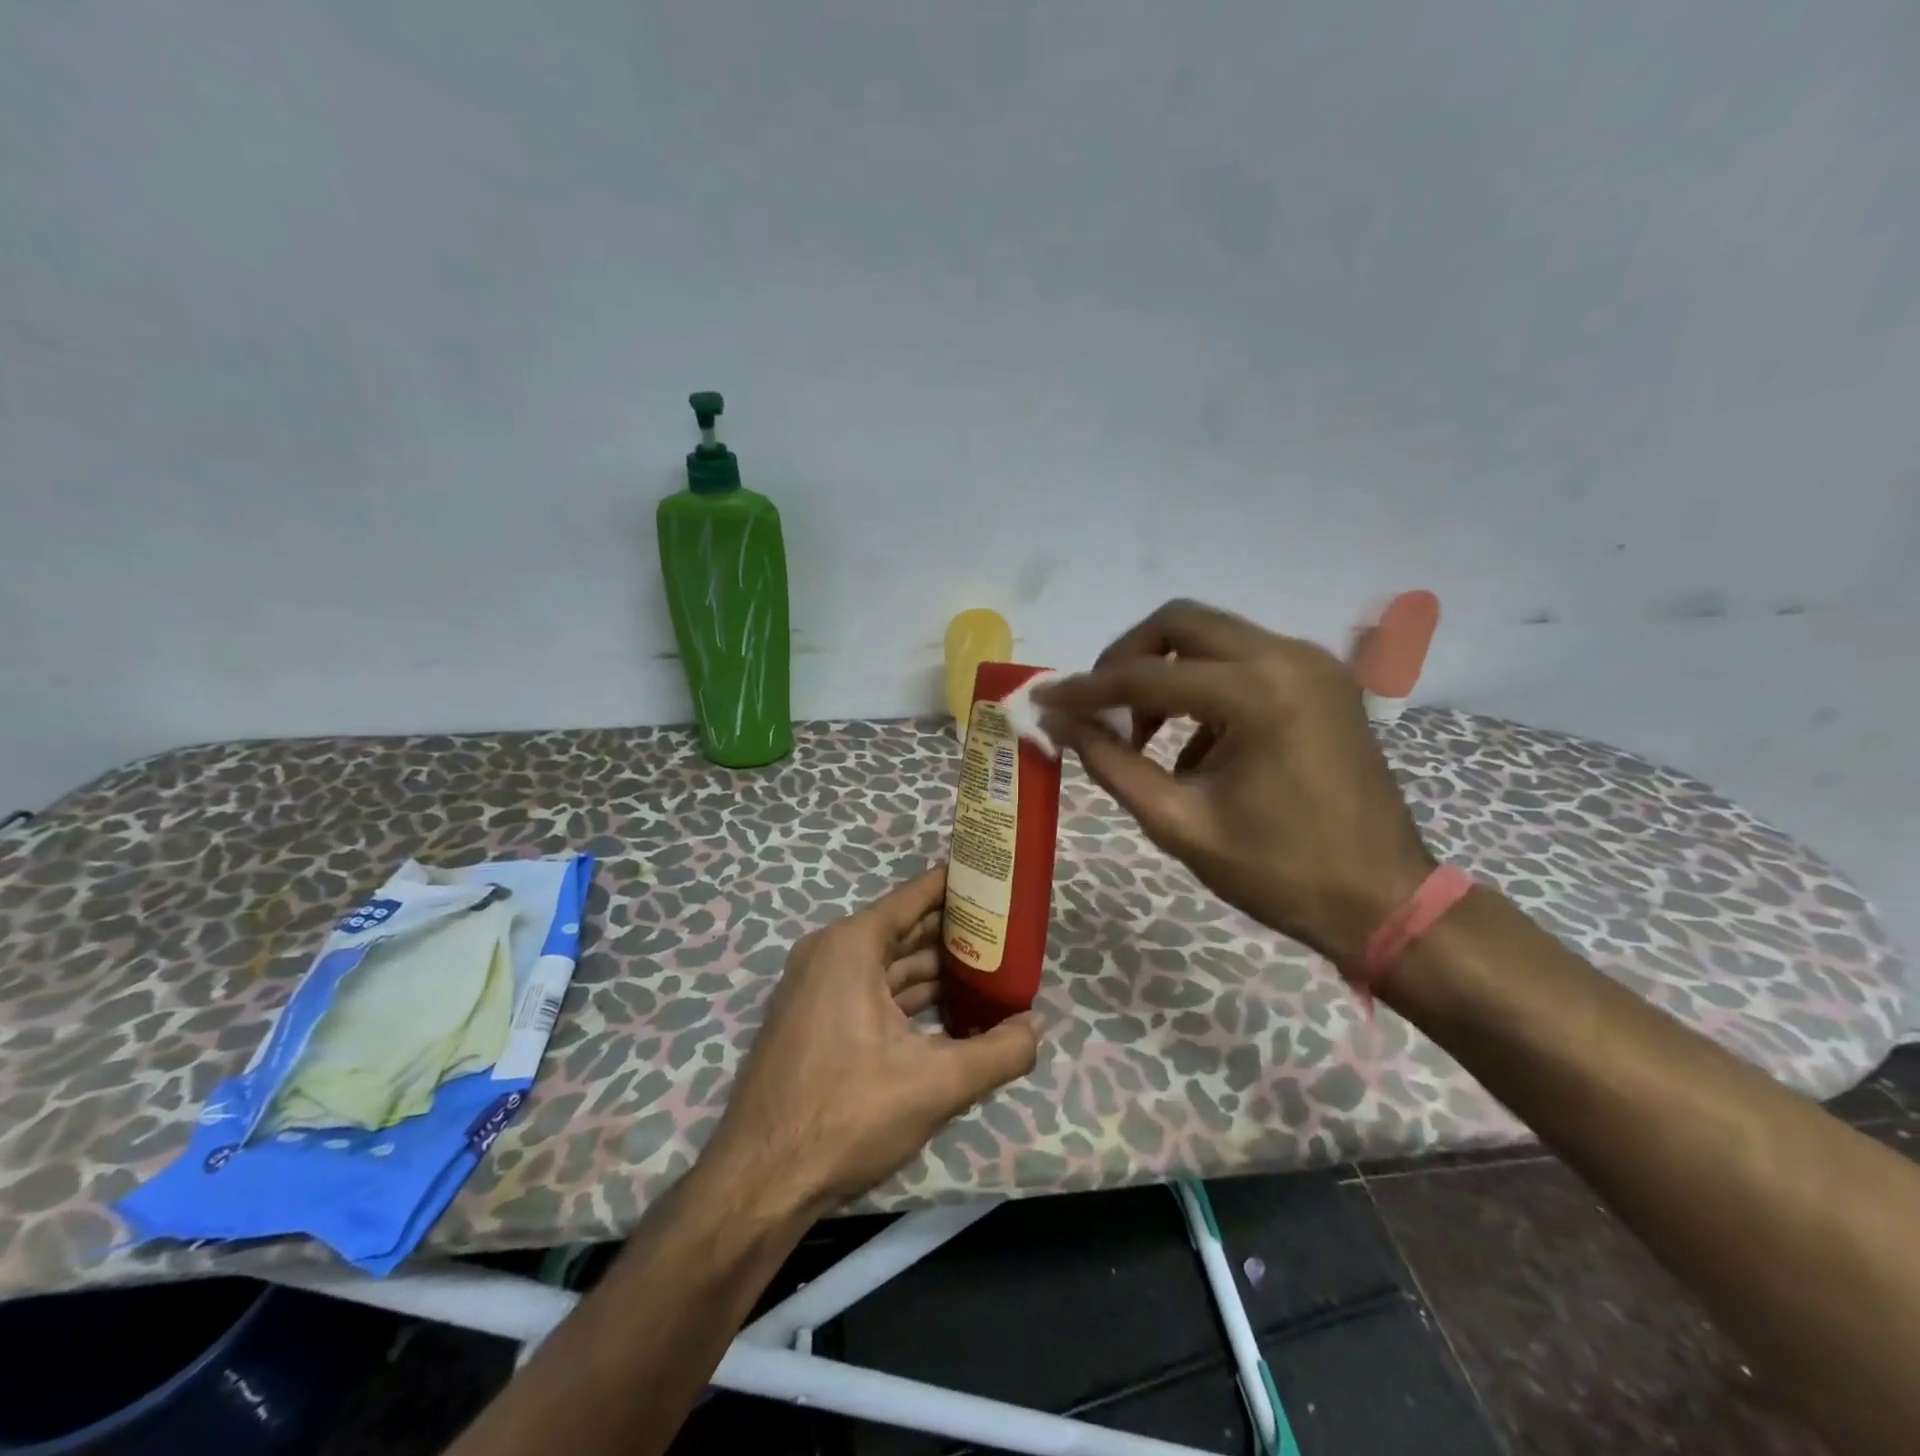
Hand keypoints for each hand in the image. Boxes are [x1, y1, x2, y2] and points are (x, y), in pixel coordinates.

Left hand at [707, 868, 1039, 1215]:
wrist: (760, 1182)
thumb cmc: (847, 1114)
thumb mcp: (935, 1084)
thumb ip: (999, 1052)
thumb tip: (1039, 1025)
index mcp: (850, 946)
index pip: (914, 897)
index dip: (957, 886)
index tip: (996, 880)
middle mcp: (829, 955)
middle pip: (903, 930)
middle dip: (954, 932)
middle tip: (1008, 932)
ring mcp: (816, 988)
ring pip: (888, 965)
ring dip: (934, 969)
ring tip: (989, 970)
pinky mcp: (814, 1022)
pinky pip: (870, 991)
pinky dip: (908, 997)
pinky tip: (949, 1012)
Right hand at [1035, 599, 1434, 965]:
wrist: (1383, 901)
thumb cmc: (1279, 872)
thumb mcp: (1179, 822)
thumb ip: (1112, 764)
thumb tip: (1060, 724)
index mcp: (1257, 692)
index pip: (1147, 674)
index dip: (1086, 690)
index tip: (1044, 701)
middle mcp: (1288, 656)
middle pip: (1181, 622)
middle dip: (1127, 658)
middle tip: (1098, 706)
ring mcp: (1312, 664)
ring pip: (1212, 636)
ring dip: (1166, 673)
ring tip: (1143, 736)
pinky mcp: (1322, 680)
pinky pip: (1243, 661)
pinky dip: (1204, 688)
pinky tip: (1195, 747)